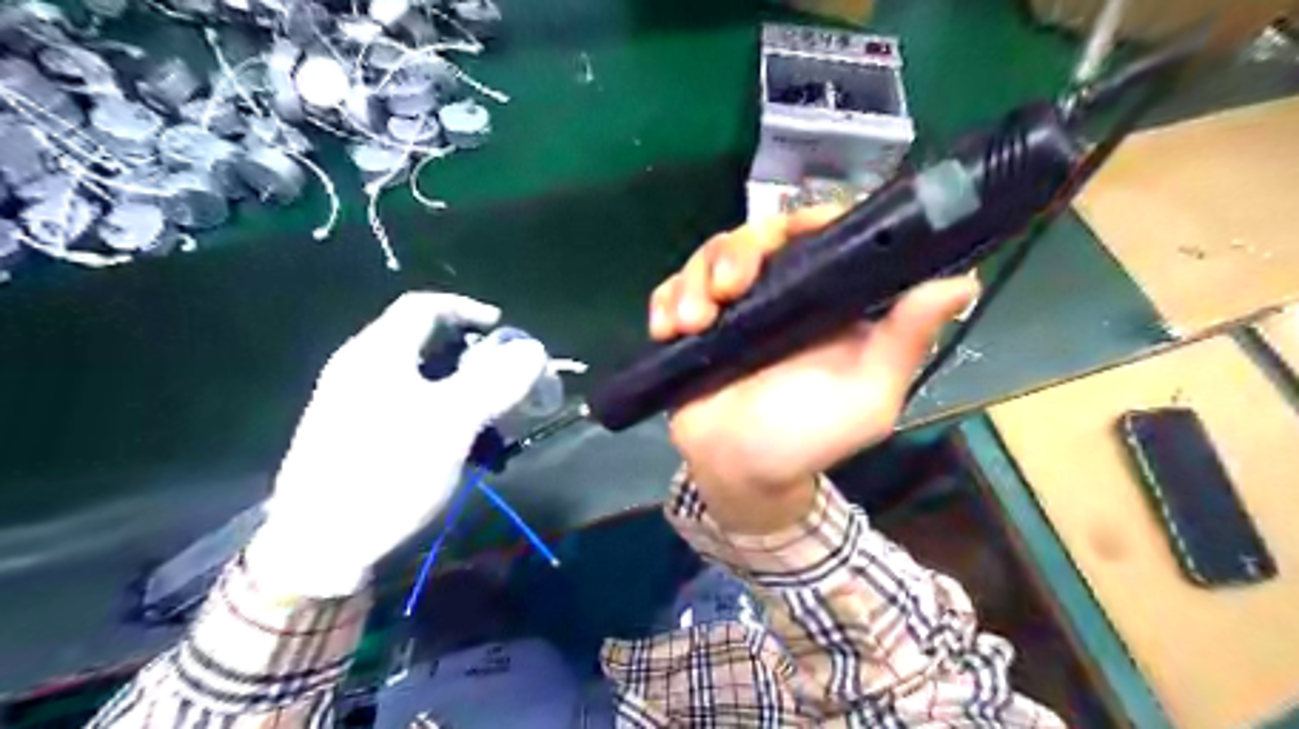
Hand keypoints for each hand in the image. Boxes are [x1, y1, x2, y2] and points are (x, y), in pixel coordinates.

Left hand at [249, 291, 545, 596]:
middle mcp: (361, 369)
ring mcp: (354, 403)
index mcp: (377, 354)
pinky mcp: (355, 435)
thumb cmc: (387, 473)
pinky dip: (443, 414)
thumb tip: (534, 349)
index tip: (503, 329)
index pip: (424, 306)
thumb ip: (494, 382)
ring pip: (421, 379)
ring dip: (463, 389)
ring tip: (492, 420)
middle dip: (473, 356)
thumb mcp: (450, 424)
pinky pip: (409, 408)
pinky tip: (461, 448)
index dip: (468, 309)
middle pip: (425, 342)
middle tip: (506, 380)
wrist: (320, 547)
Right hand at [654, 207, 979, 532]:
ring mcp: (732, 308)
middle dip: (735, 253)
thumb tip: (963, 280)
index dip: (808, 221)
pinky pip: (671, 290)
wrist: (742, 474)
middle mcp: (779, 293)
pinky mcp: (692, 325)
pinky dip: (665, 300)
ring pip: (709, 258)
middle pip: (755, 236)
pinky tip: (666, 328)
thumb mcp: (868, 396)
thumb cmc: (809, 438)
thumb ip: (905, 340)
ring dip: (694, 281)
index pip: (819, 235)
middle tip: (726, 291)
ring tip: (691, 324)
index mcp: (825, 300)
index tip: (791, 232)